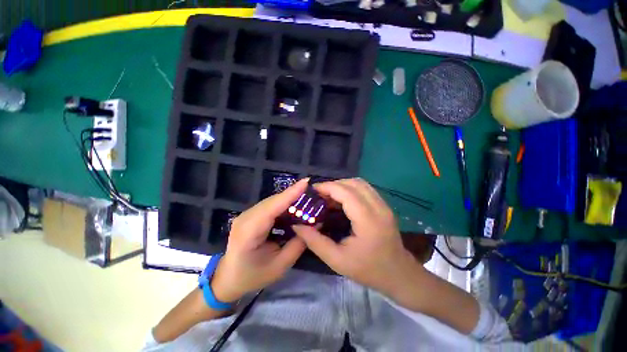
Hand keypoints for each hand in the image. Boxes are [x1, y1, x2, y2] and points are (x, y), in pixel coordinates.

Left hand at [211, 179, 307, 302]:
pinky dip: (283, 203)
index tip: (306, 182)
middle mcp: (245, 218)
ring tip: (307, 195)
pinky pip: (270, 205)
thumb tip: (315, 224)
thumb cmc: (253, 275)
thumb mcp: (280, 265)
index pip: (272, 208)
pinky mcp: (250, 214)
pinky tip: (294, 204)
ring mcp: (246, 214)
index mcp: (249, 233)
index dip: (290, 194)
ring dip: (289, 197)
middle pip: (273, 201)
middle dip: (293, 193)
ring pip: (272, 201)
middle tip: (312, 190)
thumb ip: (299, 244)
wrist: (228, 278)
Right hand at [292, 178, 422, 295]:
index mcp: (368, 221)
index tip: (312, 191)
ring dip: (342, 185)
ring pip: (360, 183)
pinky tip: (342, 200)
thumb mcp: (337, 260)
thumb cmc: (368, 270)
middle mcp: (378, 207)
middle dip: (333, 185)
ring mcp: (384, 205)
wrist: (398, 275)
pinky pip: (365, 189)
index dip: (327, 187)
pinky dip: (350, 189)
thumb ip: (315, 241)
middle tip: (319, 195)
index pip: (346, 192)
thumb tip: (297, 225)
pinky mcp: (384, 205)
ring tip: (329, 196)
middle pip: (353, 183)